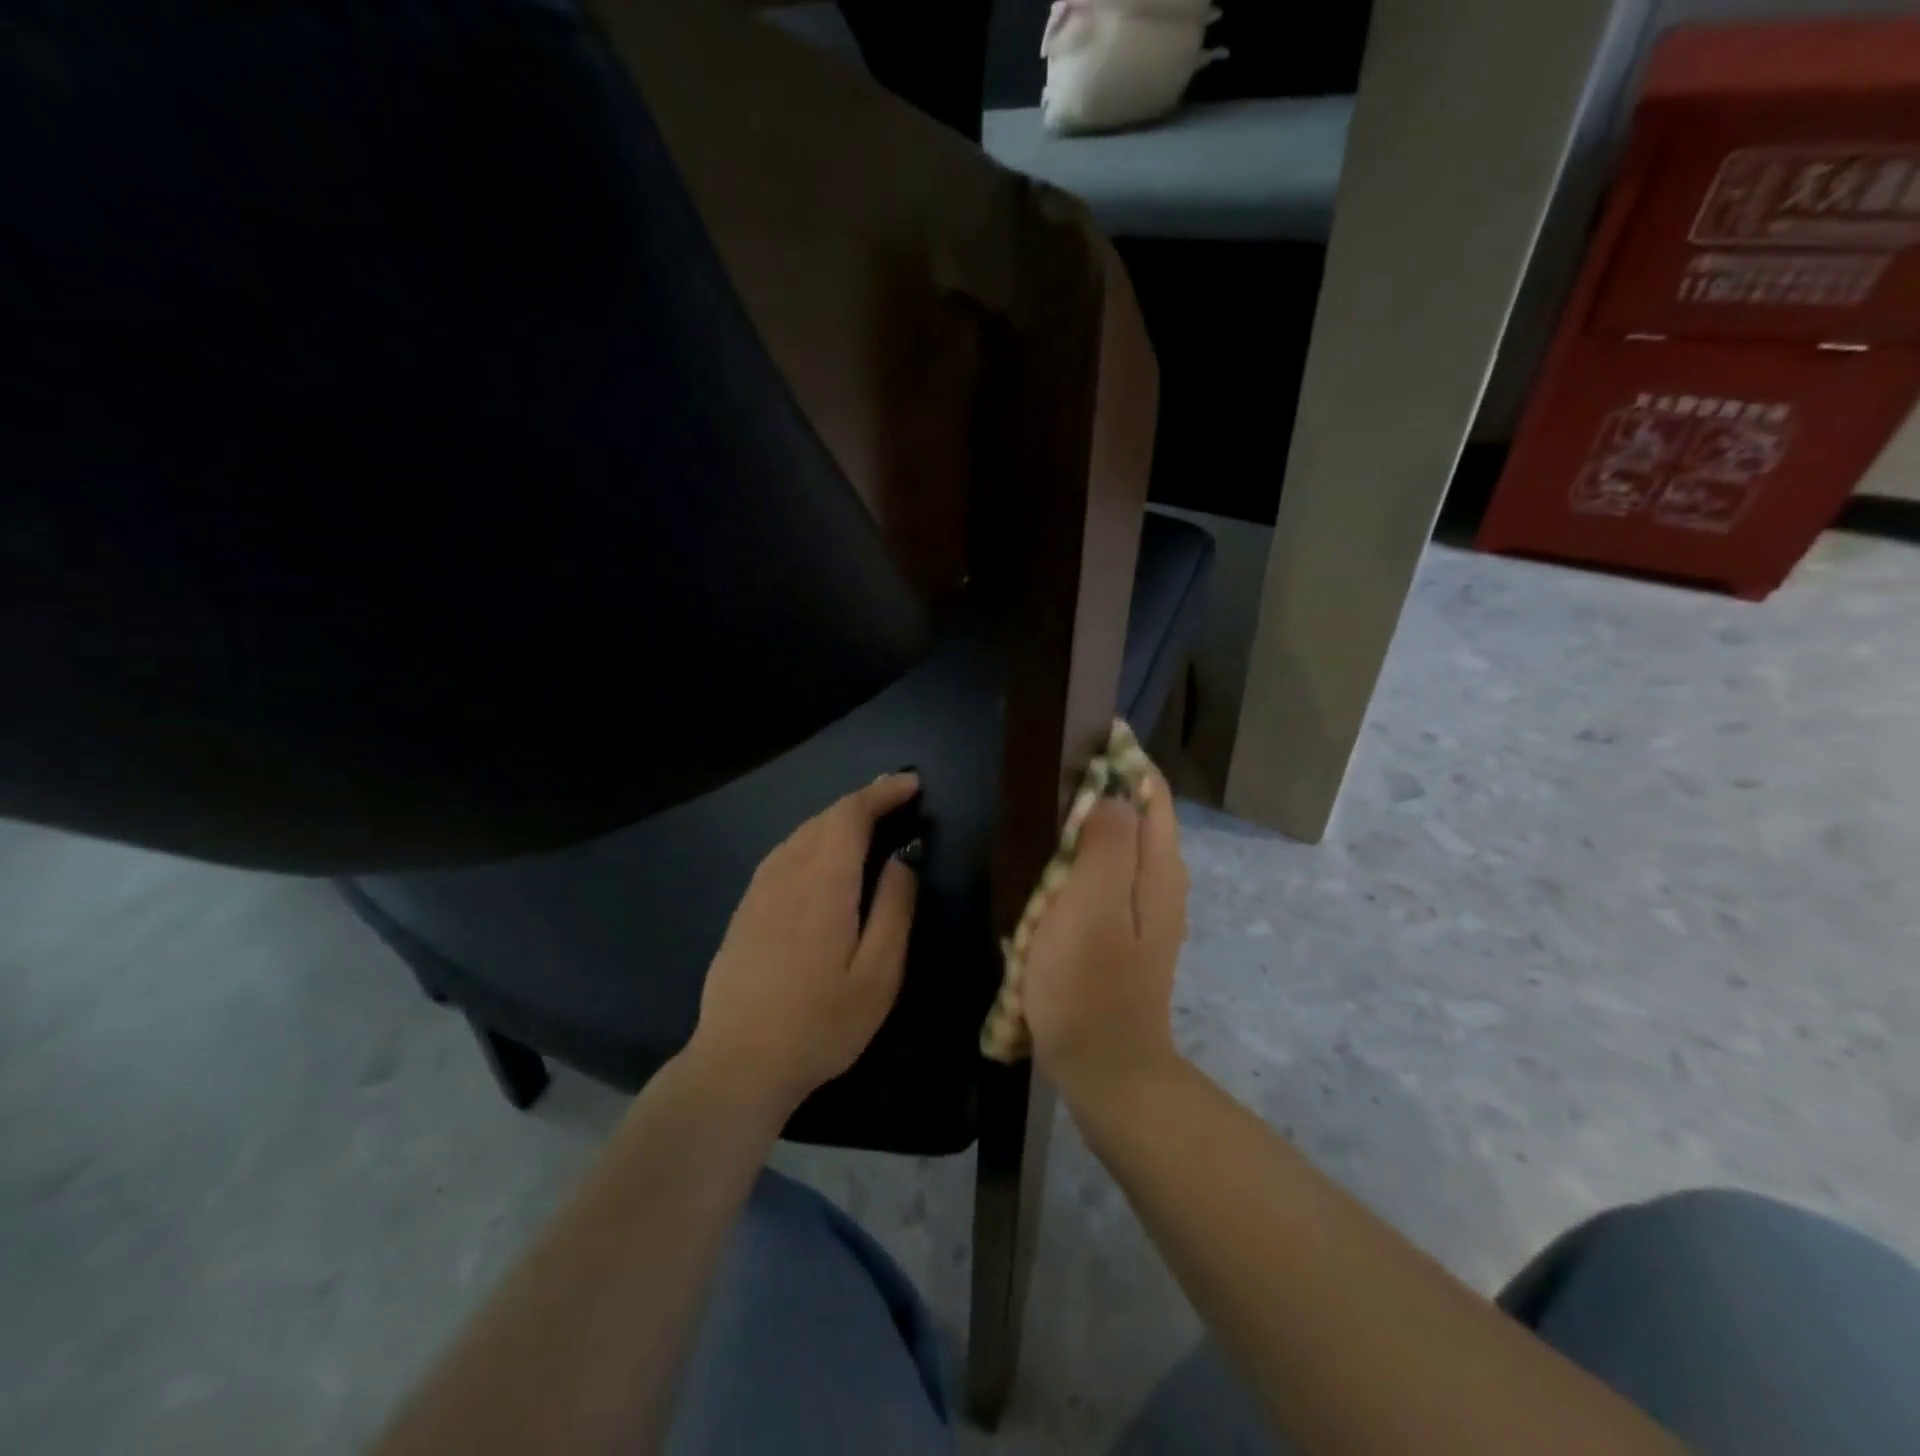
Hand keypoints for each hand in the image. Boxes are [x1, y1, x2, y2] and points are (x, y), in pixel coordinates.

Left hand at [689, 774, 921, 1117]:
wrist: (737, 1064)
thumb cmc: (820, 1024)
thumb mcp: (878, 974)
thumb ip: (894, 909)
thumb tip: (903, 859)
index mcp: (823, 883)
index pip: (850, 815)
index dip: (881, 793)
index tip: (912, 785)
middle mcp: (786, 874)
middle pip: (824, 818)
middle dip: (862, 801)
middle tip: (896, 798)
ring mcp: (758, 892)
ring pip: (800, 834)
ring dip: (835, 819)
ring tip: (865, 822)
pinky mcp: (744, 912)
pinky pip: (782, 855)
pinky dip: (811, 839)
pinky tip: (820, 856)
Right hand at [1022, 765, 1187, 1107]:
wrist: (1105, 1070)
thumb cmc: (1090, 984)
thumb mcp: (1092, 905)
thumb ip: (1106, 843)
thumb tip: (1112, 793)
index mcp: (1159, 869)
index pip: (1151, 791)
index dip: (1121, 759)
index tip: (1079, 741)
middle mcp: (1160, 883)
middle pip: (1136, 816)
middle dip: (1100, 791)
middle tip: (1049, 781)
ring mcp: (1143, 912)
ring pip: (1117, 848)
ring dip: (1085, 829)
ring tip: (1042, 817)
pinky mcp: (1122, 935)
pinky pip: (1103, 880)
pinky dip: (1078, 864)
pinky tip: (1046, 874)